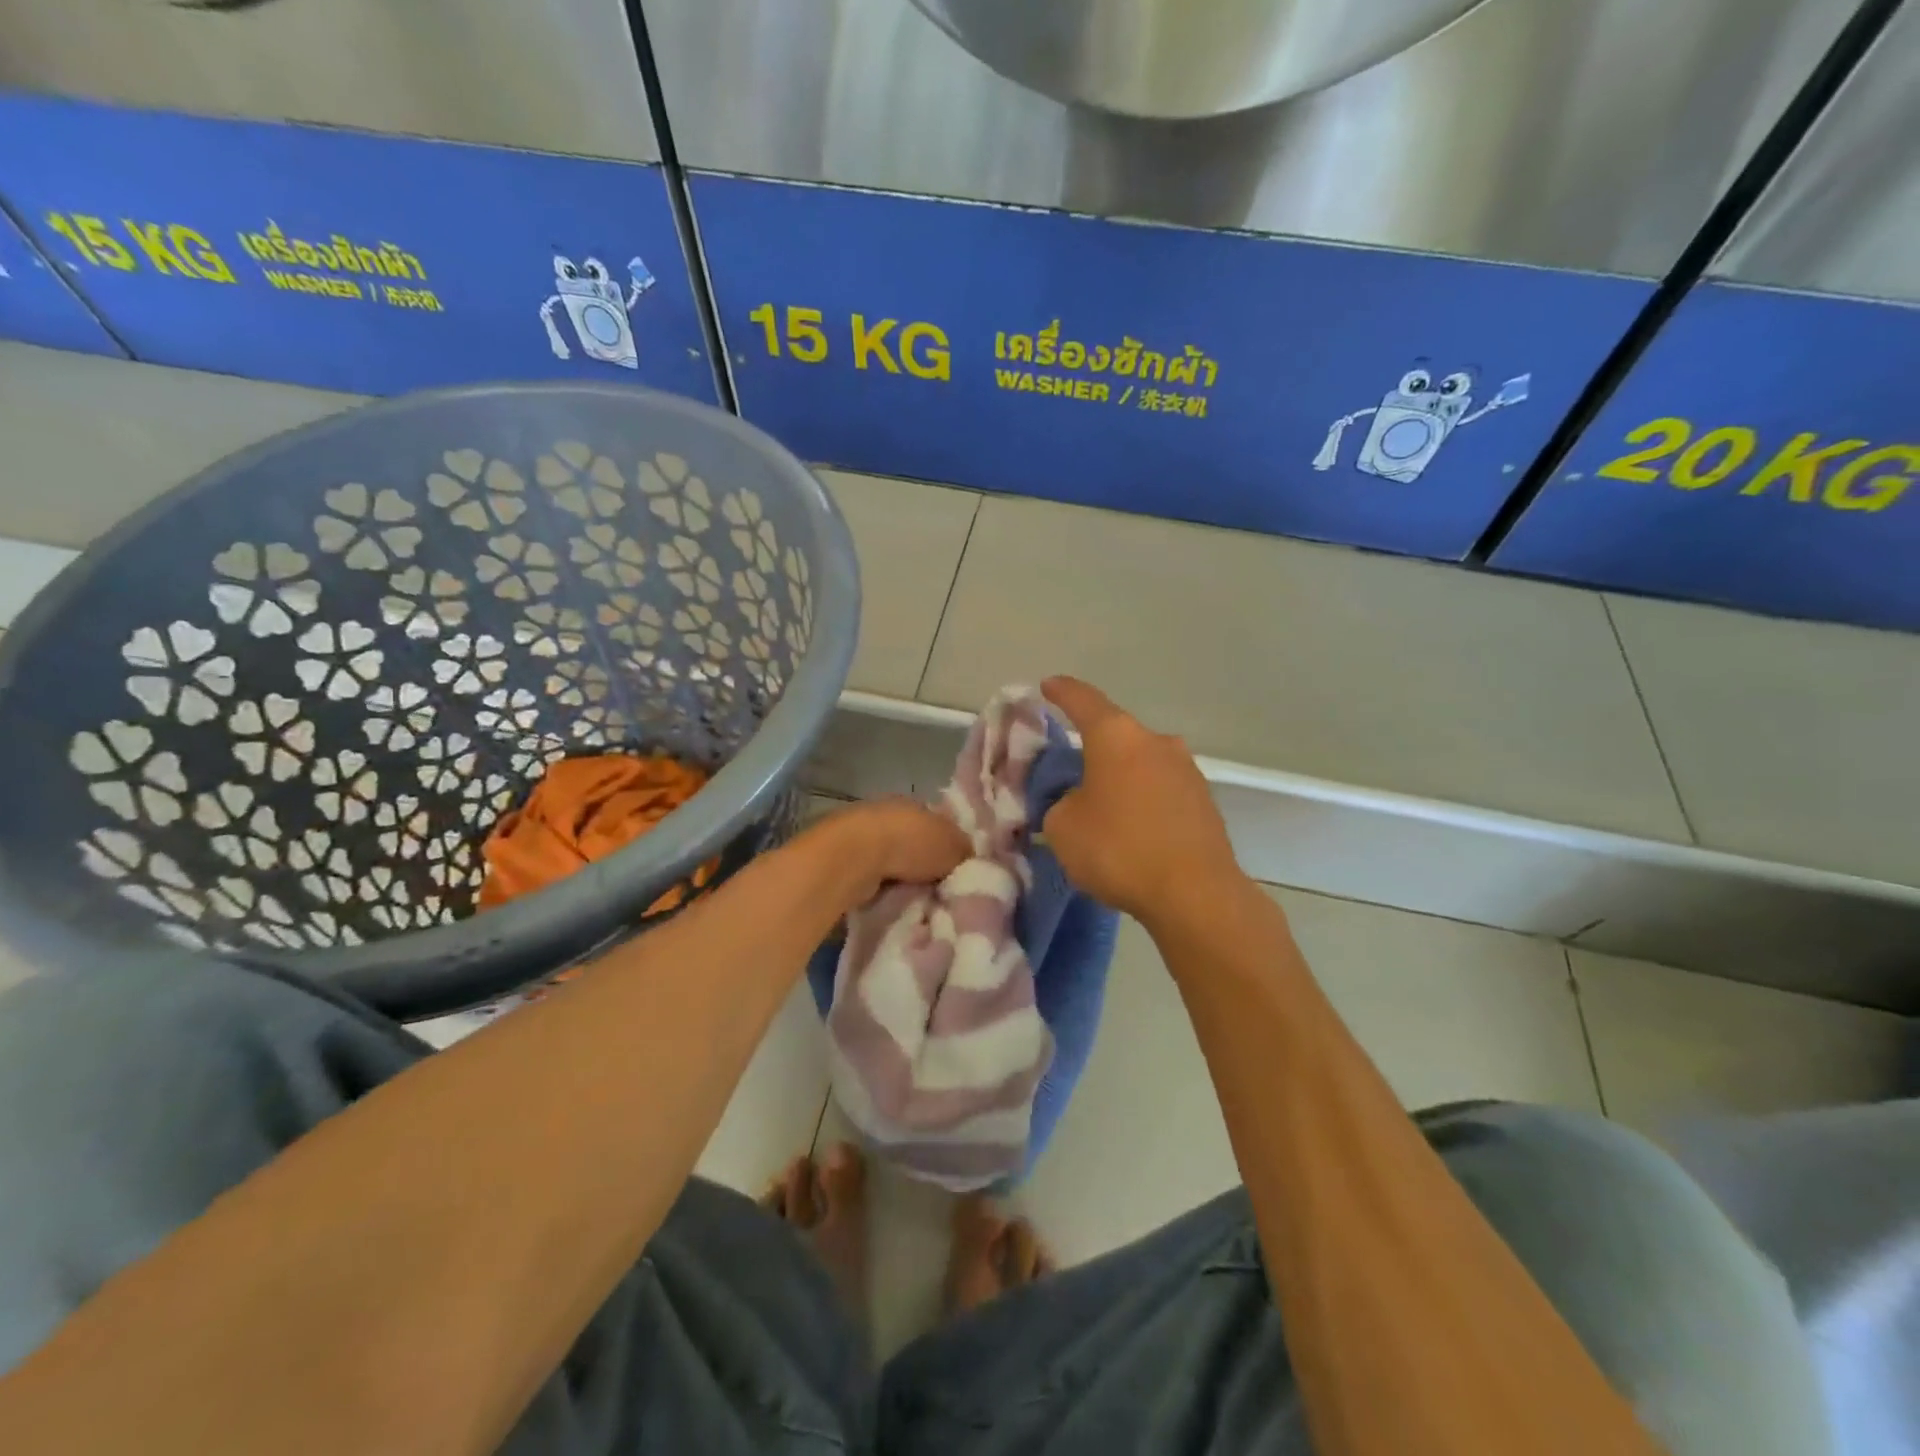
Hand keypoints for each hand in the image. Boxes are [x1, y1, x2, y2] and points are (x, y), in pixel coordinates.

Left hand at [812, 797, 968, 906]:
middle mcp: (889, 813)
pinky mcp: (845, 857)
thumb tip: (970, 858)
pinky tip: (891, 902)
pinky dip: (881, 887)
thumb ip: (964, 851)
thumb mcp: (953, 845)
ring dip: (902, 878)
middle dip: (925, 865)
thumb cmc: (910, 843)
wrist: (856, 855)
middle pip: (915, 842)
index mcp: (917, 802)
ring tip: (916, 901)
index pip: (939, 823)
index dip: (950, 846)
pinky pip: (873, 875)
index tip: (957, 870)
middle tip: (940, 891)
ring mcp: (864, 834)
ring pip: (893, 860)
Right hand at [1041, 677, 1239, 925]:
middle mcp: (1156, 741)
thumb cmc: (1118, 849)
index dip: (1062, 692)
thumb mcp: (1063, 827)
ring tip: (1102, 807)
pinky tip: (1132, 828)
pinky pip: (1161, 790)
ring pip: (1141, 763)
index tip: (1048, 685)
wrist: (1195, 893)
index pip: (1082, 700)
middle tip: (1070, 771)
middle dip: (1092, 749)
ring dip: (1121, 777)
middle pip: (1116, 735)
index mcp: (1116, 736)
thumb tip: (1075, 801)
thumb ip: (1060, 803)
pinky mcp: (1204, 801)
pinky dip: (1143, 800)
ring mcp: (1186, 769)